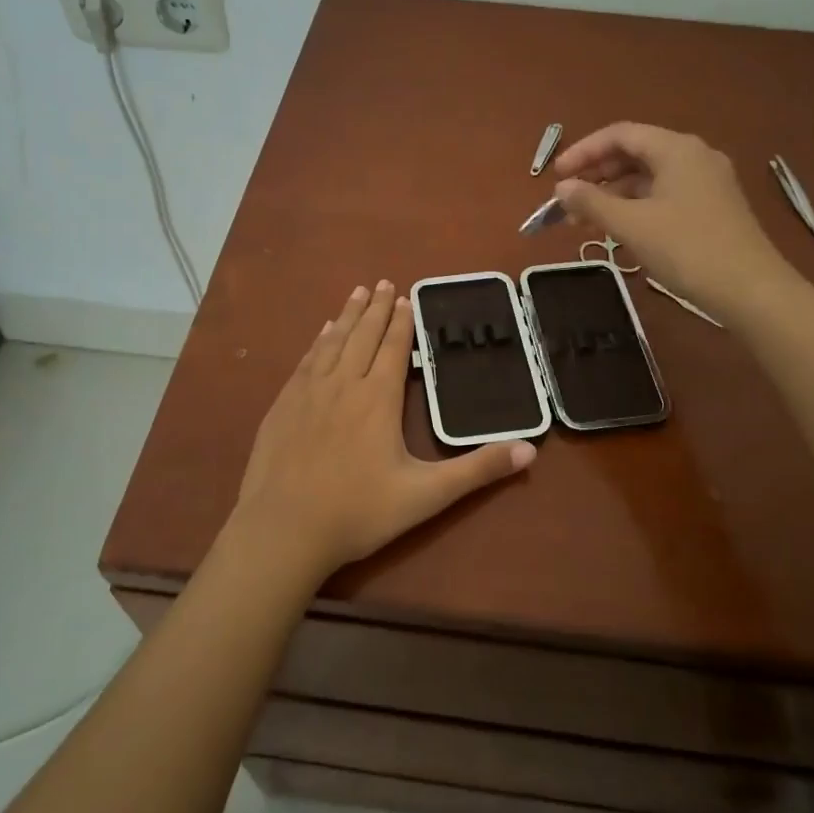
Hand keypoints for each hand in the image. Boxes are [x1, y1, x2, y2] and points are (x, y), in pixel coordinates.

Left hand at [226, 280, 535, 587]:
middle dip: (375, 308)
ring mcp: (308, 392)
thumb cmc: (358, 512)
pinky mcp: (283, 405)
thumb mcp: (426, 495)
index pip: (392, 348)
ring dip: (347, 315)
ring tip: (356, 292)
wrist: (284, 530)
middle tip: (382, 282)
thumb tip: (530, 449)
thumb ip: (477, 470)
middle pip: (362, 335)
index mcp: (377, 398)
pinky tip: (321, 333)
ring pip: (332, 342)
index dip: (401, 322)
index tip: (405, 297)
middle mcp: (343, 384)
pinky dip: (318, 341)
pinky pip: (306, 360)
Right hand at [551, 123, 795, 314]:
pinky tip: (619, 228)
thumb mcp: (632, 225)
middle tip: (568, 201)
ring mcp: (707, 182)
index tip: (556, 177)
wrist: (751, 290)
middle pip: (634, 153)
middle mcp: (694, 156)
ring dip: (614, 194)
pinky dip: (636, 206)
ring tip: (585, 221)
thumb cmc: (687, 249)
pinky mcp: (712, 207)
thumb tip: (562, 189)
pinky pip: (664, 194)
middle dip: (597, 175)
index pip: (620, 135)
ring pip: (649, 177)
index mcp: (676, 148)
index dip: (583, 151)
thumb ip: (592, 202)